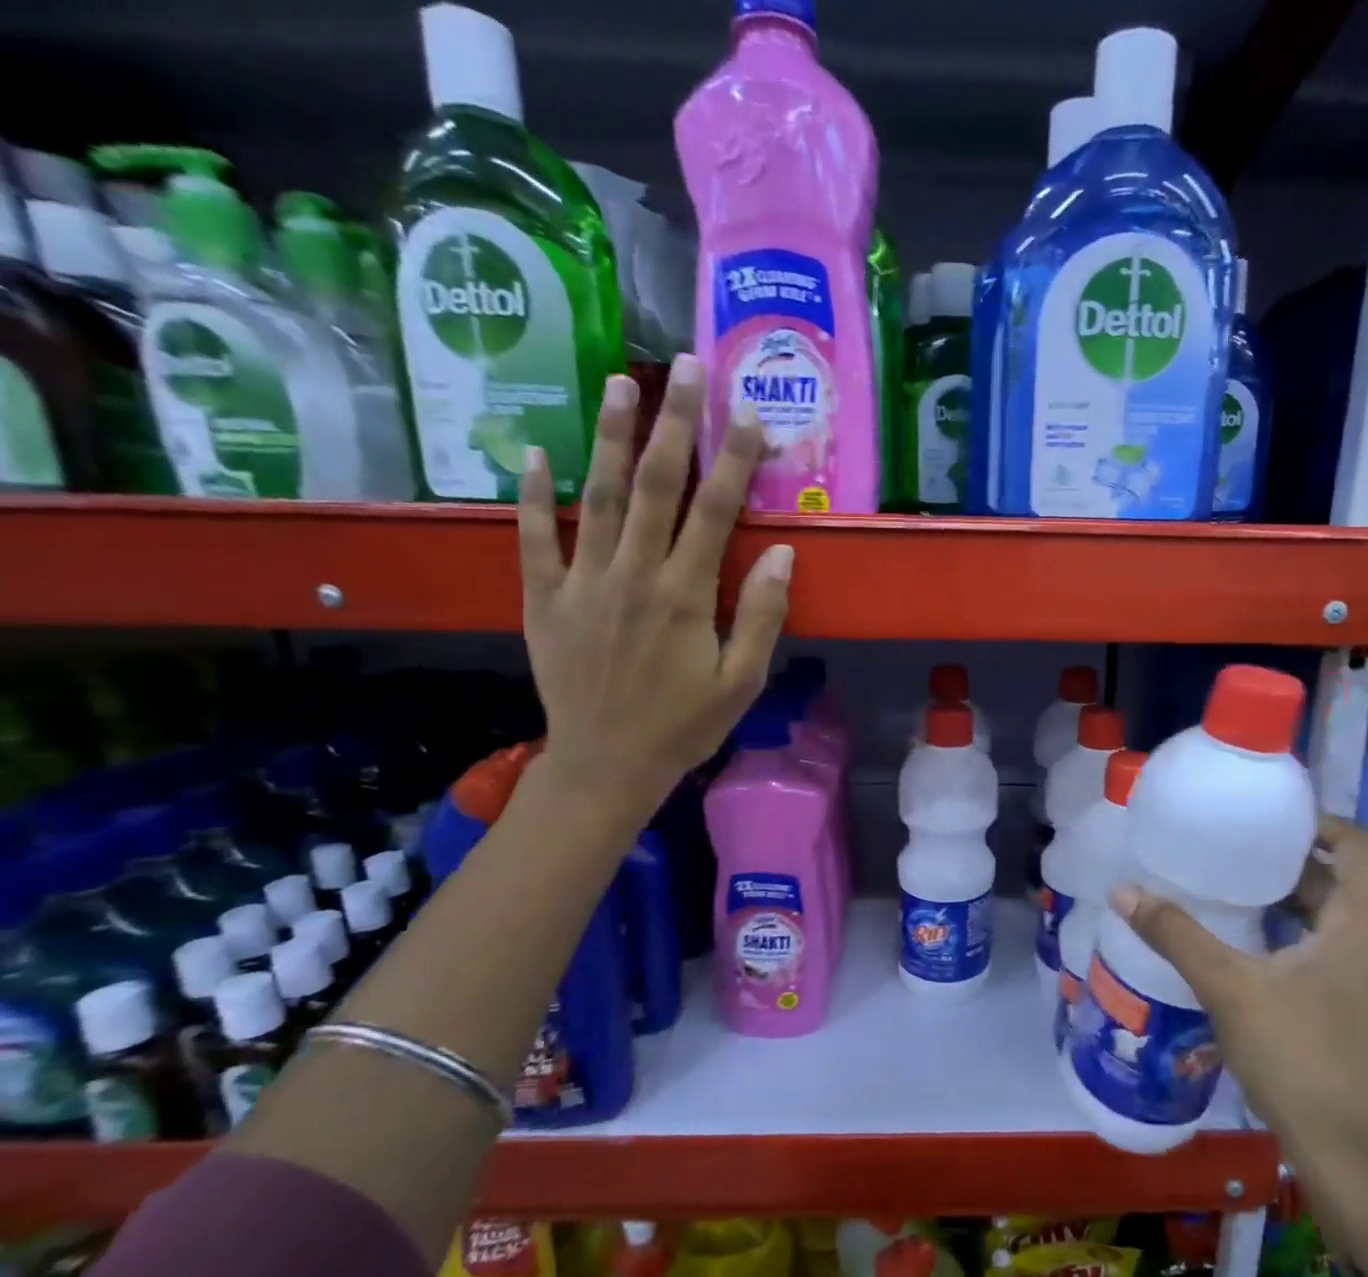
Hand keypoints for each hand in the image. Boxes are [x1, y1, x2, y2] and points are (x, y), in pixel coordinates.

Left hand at [517, 359, 791, 831]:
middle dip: (674, 422)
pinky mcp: (544, 598)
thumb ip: (760, 615)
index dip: (734, 458)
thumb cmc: (683, 726)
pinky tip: (535, 453)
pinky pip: (534, 538)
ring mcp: (582, 582)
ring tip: (620, 381)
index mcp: (685, 594)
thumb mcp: (742, 681)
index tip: (748, 412)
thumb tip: (780, 552)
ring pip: (597, 496)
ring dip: (609, 436)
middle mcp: (633, 574)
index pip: (715, 510)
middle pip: (655, 485)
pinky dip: (533, 495)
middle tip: (685, 366)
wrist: (606, 765)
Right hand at [1112, 816, 1367, 1276]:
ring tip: (1237, 894)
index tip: (1267, 822)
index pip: (1356, 844)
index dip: (1316, 823)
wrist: (1349, 1157)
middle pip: (1344, 880)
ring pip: (1339, 920)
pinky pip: (1337, 952)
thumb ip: (1176, 934)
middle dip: (1292, 863)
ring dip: (1295, 902)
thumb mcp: (1228, 987)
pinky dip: (1301, 937)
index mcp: (1363, 924)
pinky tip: (1256, 952)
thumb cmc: (1297, 1057)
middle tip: (1236, 854)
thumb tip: (1125, 890)